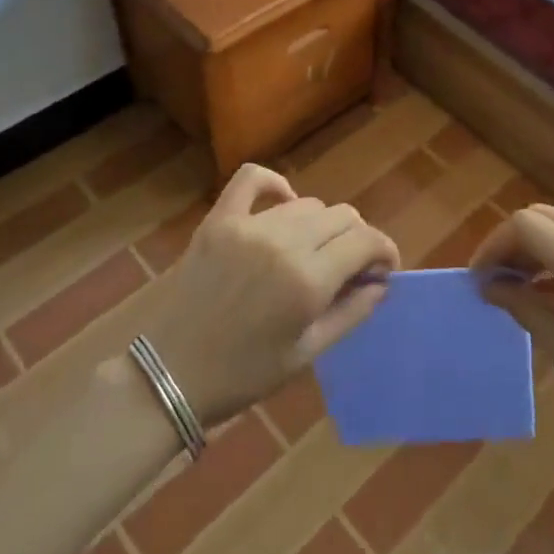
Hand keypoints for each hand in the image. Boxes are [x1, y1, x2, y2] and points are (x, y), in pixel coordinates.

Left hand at [139, 163, 399, 427]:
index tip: (383, 269)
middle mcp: (284, 243)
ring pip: (307, 204)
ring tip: (311, 252)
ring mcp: (249, 226)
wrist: (170, 373)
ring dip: (320, 225)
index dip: (384, 251)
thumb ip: (351, 313)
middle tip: (347, 268)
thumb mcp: (306, 354)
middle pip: (342, 216)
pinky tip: (282, 203)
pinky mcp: (219, 219)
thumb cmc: (243, 374)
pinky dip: (274, 185)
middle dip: (356, 239)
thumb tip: (381, 283)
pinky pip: (253, 179)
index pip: (366, 241)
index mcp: (308, 281)